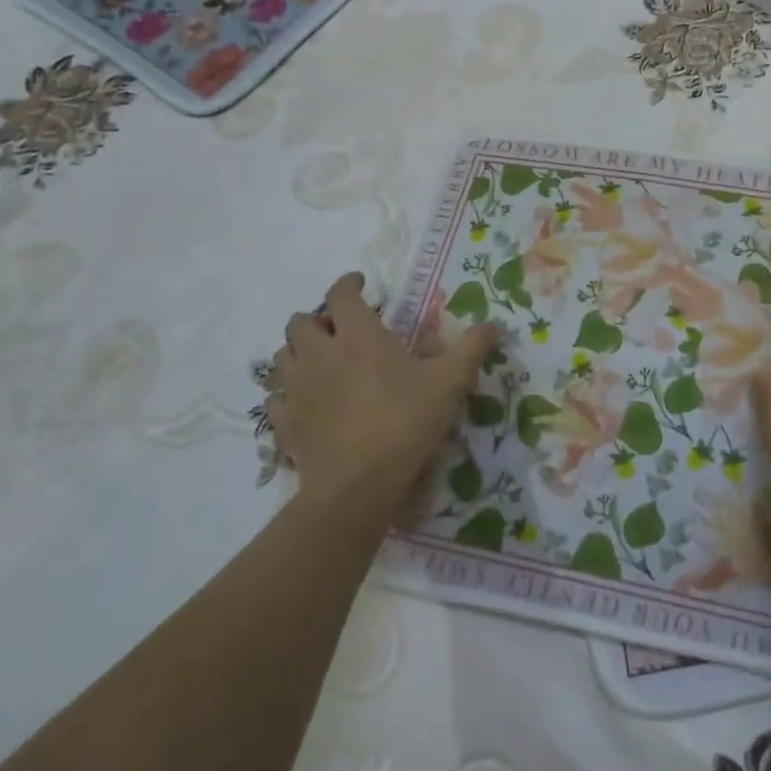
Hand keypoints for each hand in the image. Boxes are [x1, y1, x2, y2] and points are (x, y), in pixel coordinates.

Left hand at [265, 273, 499, 528]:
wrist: (356, 486)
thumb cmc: (404, 423)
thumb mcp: (450, 383)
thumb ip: (472, 349)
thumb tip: (495, 324)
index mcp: (357, 335)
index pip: (340, 294)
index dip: (349, 283)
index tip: (361, 285)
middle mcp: (319, 353)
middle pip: (301, 321)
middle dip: (318, 319)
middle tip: (341, 330)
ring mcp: (295, 389)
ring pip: (282, 356)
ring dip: (299, 351)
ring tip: (321, 361)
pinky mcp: (283, 422)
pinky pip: (276, 397)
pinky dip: (288, 392)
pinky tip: (306, 402)